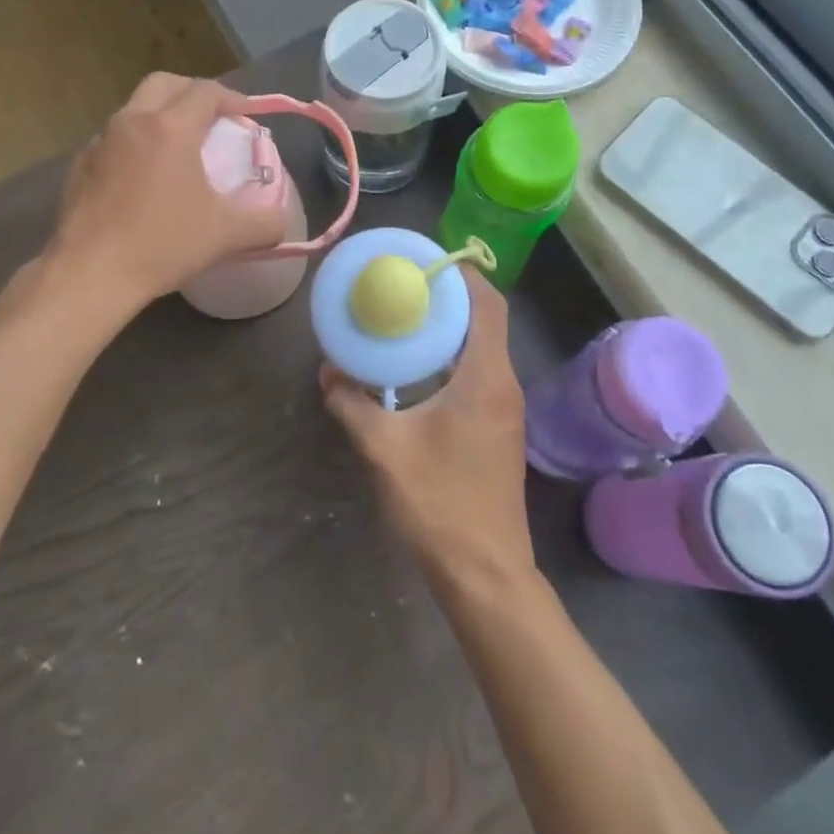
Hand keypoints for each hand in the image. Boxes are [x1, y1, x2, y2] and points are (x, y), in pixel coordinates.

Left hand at [47, 73, 291, 311]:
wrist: (90, 274)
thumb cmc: (162, 244)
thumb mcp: (227, 235)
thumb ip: (265, 224)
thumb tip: (282, 222)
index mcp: (171, 128)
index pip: (206, 91)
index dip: (232, 97)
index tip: (246, 115)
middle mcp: (132, 122)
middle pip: (164, 83)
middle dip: (192, 92)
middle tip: (212, 118)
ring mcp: (99, 142)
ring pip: (134, 109)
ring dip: (160, 115)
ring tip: (177, 147)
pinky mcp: (78, 166)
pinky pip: (112, 139)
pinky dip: (133, 143)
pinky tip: (141, 177)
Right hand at [323, 267, 535, 586]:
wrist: (484, 573)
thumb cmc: (439, 503)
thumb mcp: (383, 450)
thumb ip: (352, 405)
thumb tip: (329, 375)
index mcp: (485, 378)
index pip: (488, 305)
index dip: (462, 275)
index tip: (426, 261)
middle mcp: (503, 385)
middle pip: (486, 321)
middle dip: (450, 297)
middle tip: (405, 284)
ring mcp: (505, 409)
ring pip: (483, 348)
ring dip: (451, 328)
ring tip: (406, 317)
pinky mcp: (498, 429)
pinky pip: (479, 373)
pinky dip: (453, 357)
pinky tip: (416, 369)